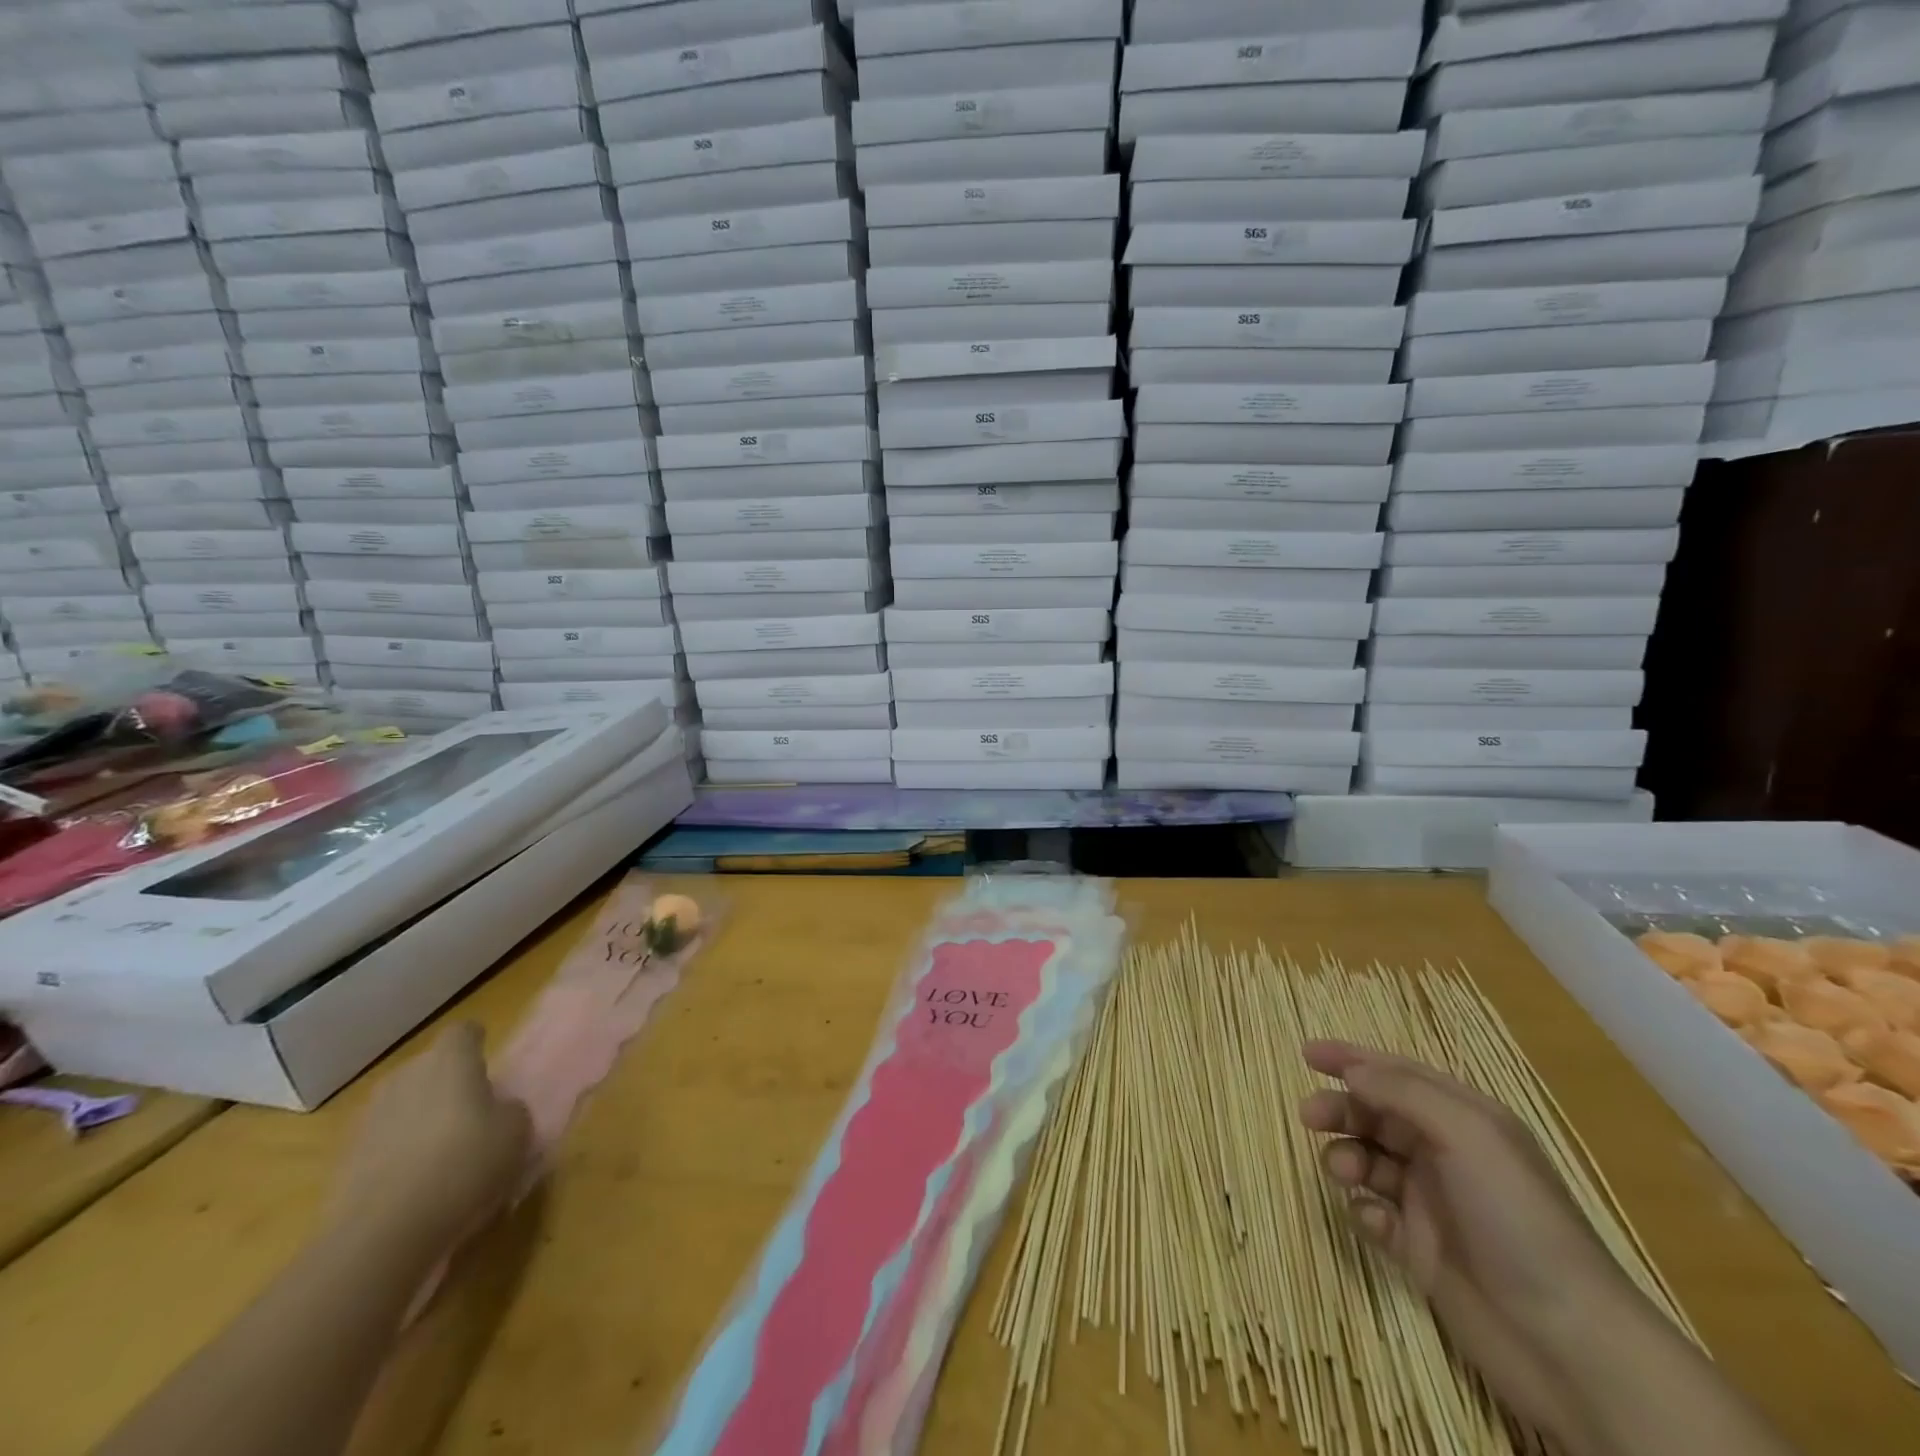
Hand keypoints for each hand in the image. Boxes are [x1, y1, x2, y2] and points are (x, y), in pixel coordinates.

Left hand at [328, 1023, 531, 1258]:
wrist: (382, 1234)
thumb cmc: (465, 1164)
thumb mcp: (517, 1131)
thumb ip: (509, 1109)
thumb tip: (496, 1110)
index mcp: (450, 1060)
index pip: (465, 1032)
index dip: (478, 1046)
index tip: (489, 1068)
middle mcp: (405, 1076)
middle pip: (430, 1068)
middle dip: (448, 1085)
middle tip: (472, 1115)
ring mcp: (368, 1117)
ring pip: (404, 1105)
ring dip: (420, 1120)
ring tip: (441, 1155)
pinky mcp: (343, 1159)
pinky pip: (382, 1142)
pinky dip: (397, 1154)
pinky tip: (414, 1185)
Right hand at [1299, 1041, 1653, 1445]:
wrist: (1566, 1342)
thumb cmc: (1518, 1218)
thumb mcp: (1468, 1135)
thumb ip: (1405, 1092)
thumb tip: (1353, 1070)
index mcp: (1465, 1120)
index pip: (1399, 1074)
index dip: (1352, 1059)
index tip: (1306, 1053)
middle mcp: (1446, 1154)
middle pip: (1376, 1115)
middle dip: (1340, 1109)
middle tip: (1309, 1116)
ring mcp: (1432, 1203)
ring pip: (1369, 1161)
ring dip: (1347, 1158)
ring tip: (1343, 1174)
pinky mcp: (1420, 1249)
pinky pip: (1374, 1214)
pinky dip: (1363, 1209)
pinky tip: (1373, 1222)